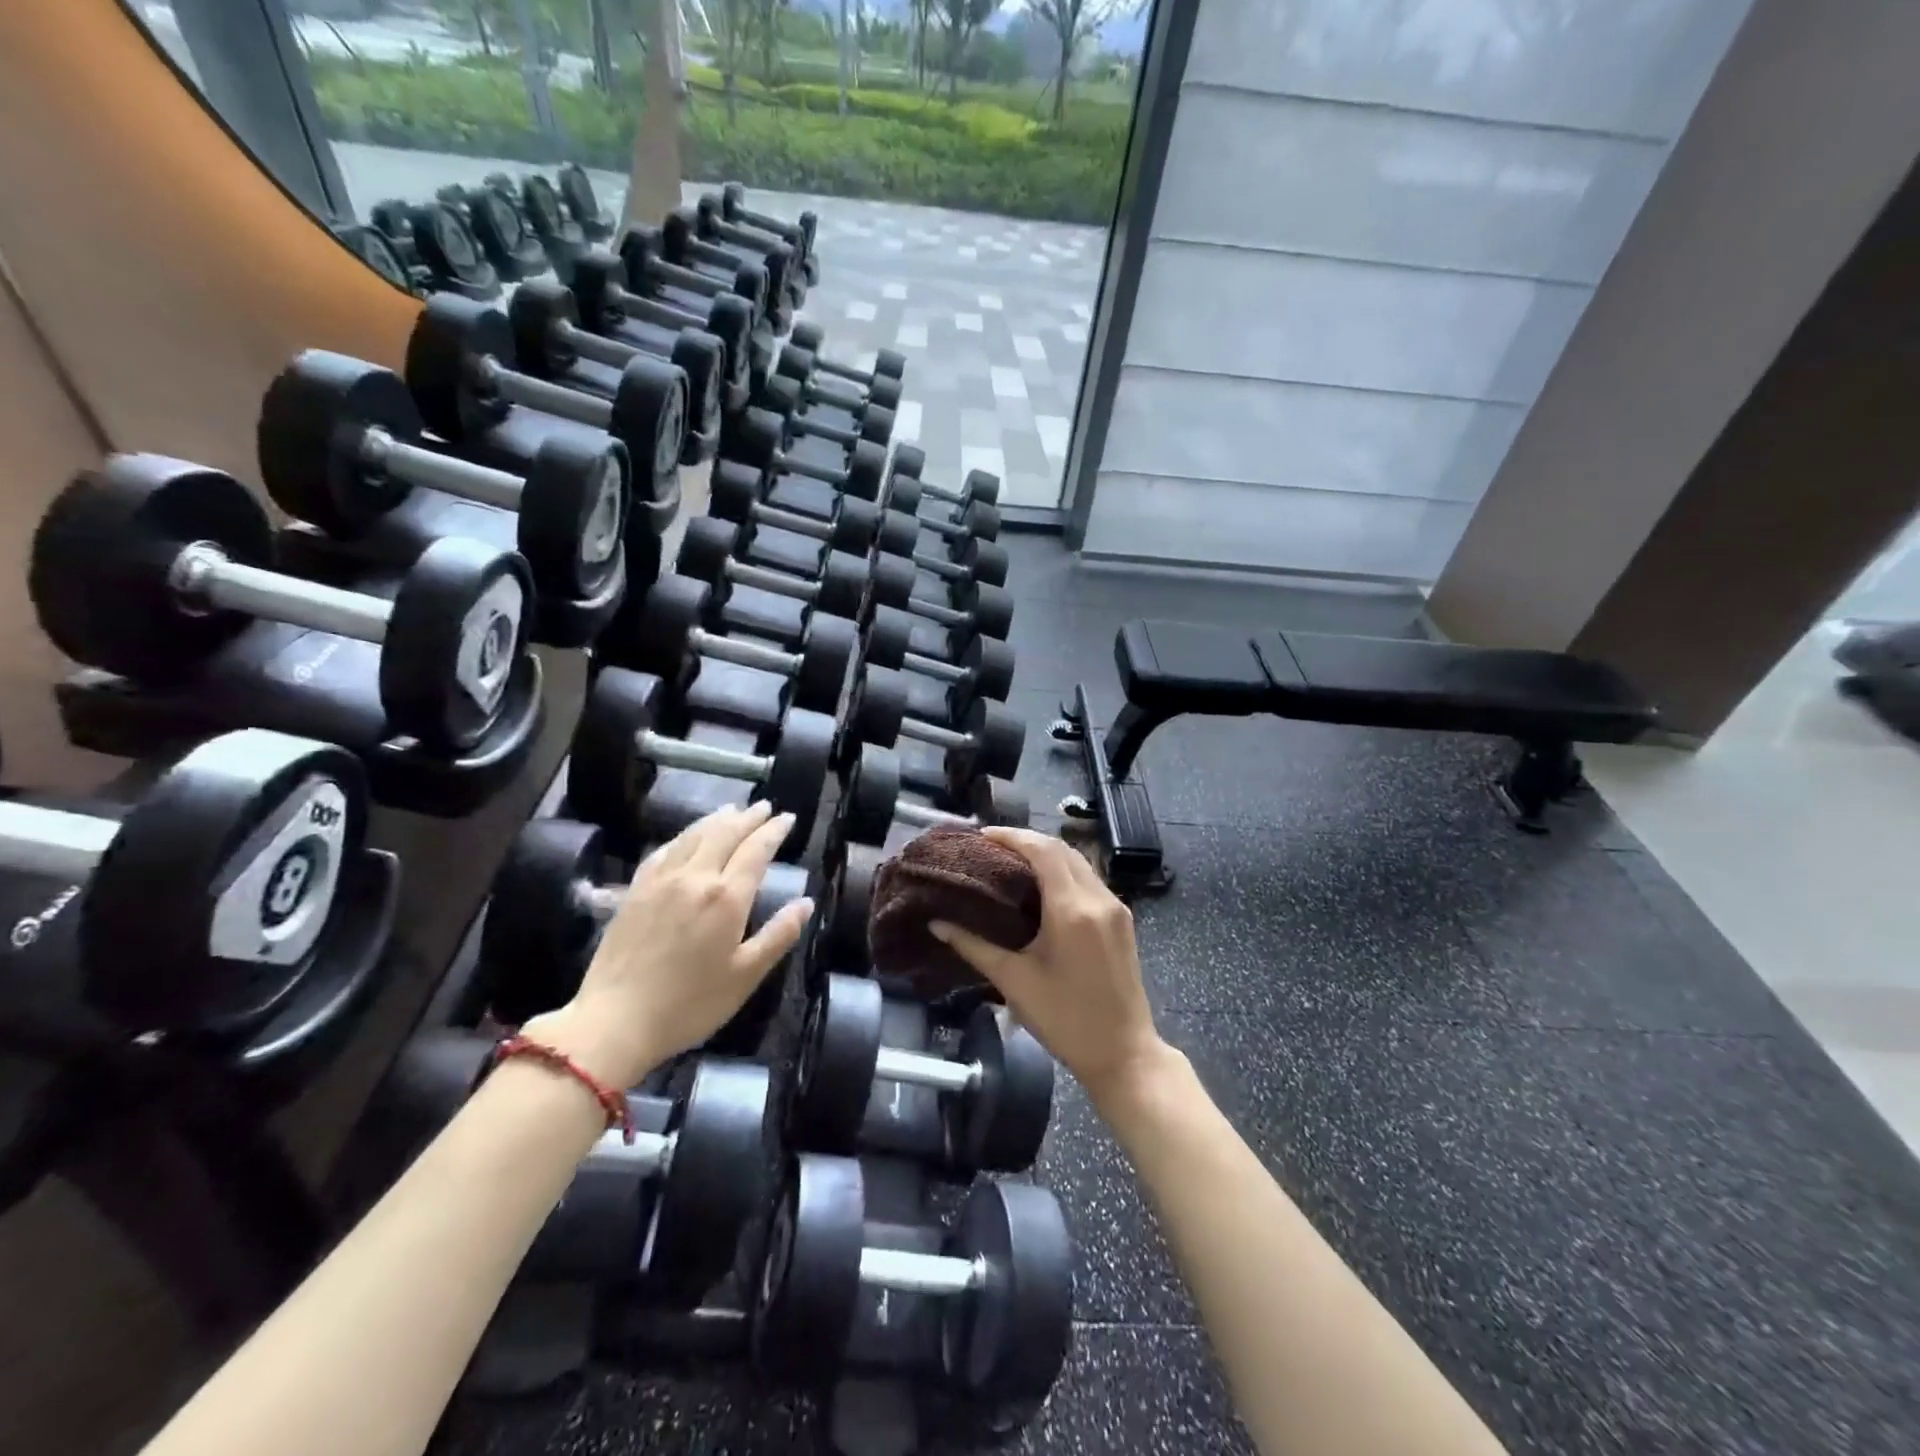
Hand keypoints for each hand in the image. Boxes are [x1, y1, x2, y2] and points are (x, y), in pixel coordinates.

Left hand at [523, 803, 811, 1087]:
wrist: (614, 1022)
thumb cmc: (690, 1004)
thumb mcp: (746, 976)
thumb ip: (779, 935)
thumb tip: (806, 902)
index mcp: (727, 897)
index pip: (756, 851)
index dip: (774, 831)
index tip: (788, 818)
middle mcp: (695, 877)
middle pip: (724, 833)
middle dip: (748, 817)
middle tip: (764, 807)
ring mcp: (661, 881)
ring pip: (693, 836)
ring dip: (716, 819)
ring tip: (731, 810)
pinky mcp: (635, 891)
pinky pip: (664, 851)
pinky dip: (683, 836)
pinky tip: (686, 838)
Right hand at [929, 827, 1166, 1104]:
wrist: (1124, 1053)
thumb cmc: (1064, 1020)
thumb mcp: (1014, 981)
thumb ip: (974, 946)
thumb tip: (937, 924)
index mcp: (1072, 908)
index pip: (1042, 851)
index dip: (1011, 836)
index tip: (982, 835)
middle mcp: (1098, 897)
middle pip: (1062, 849)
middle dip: (1027, 840)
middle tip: (992, 846)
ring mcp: (1116, 907)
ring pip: (1079, 862)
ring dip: (1047, 854)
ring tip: (1012, 861)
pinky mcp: (1123, 919)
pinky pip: (1090, 880)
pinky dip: (1064, 871)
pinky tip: (1043, 885)